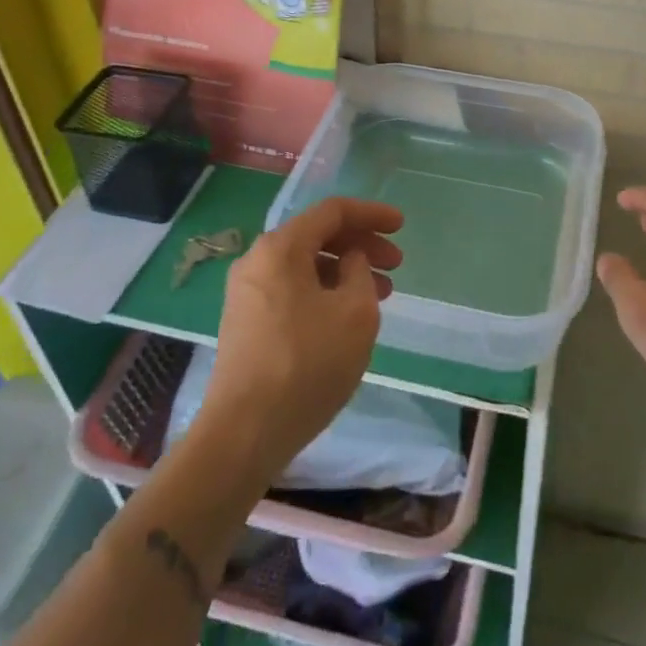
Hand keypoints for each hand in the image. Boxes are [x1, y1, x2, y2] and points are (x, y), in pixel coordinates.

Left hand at [199, 197, 403, 485]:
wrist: (243, 433)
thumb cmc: (307, 363)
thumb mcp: (354, 312)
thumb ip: (360, 272)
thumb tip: (349, 261)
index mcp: (281, 247)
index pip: (333, 212)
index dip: (372, 214)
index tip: (402, 227)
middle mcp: (257, 260)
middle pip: (317, 236)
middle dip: (361, 245)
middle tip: (396, 265)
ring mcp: (246, 293)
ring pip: (305, 266)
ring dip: (345, 272)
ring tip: (380, 295)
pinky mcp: (245, 323)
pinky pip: (292, 290)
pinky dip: (323, 292)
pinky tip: (346, 317)